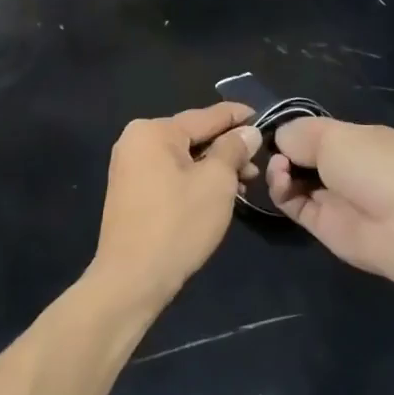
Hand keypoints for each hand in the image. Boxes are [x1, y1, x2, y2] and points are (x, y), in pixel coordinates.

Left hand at [90, 102, 261, 305]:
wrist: (133, 278)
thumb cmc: (178, 223)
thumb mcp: (217, 182)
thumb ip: (233, 149)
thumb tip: (248, 132)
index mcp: (153, 131)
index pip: (206, 116)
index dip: (238, 116)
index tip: (263, 116)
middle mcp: (136, 141)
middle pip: (194, 137)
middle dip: (228, 149)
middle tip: (258, 164)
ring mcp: (130, 167)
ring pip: (184, 158)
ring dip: (215, 168)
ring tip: (246, 183)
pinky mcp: (131, 192)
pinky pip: (171, 175)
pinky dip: (195, 180)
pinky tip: (219, 195)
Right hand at [267, 118, 393, 284]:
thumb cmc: (374, 166)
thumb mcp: (335, 134)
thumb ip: (300, 133)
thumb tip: (280, 138)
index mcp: (361, 140)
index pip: (322, 132)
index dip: (298, 131)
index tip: (278, 130)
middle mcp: (349, 168)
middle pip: (306, 156)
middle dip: (286, 150)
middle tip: (276, 150)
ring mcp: (336, 197)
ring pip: (296, 180)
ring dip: (281, 170)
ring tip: (280, 167)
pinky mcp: (323, 225)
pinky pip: (293, 204)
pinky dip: (281, 192)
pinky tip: (281, 181)